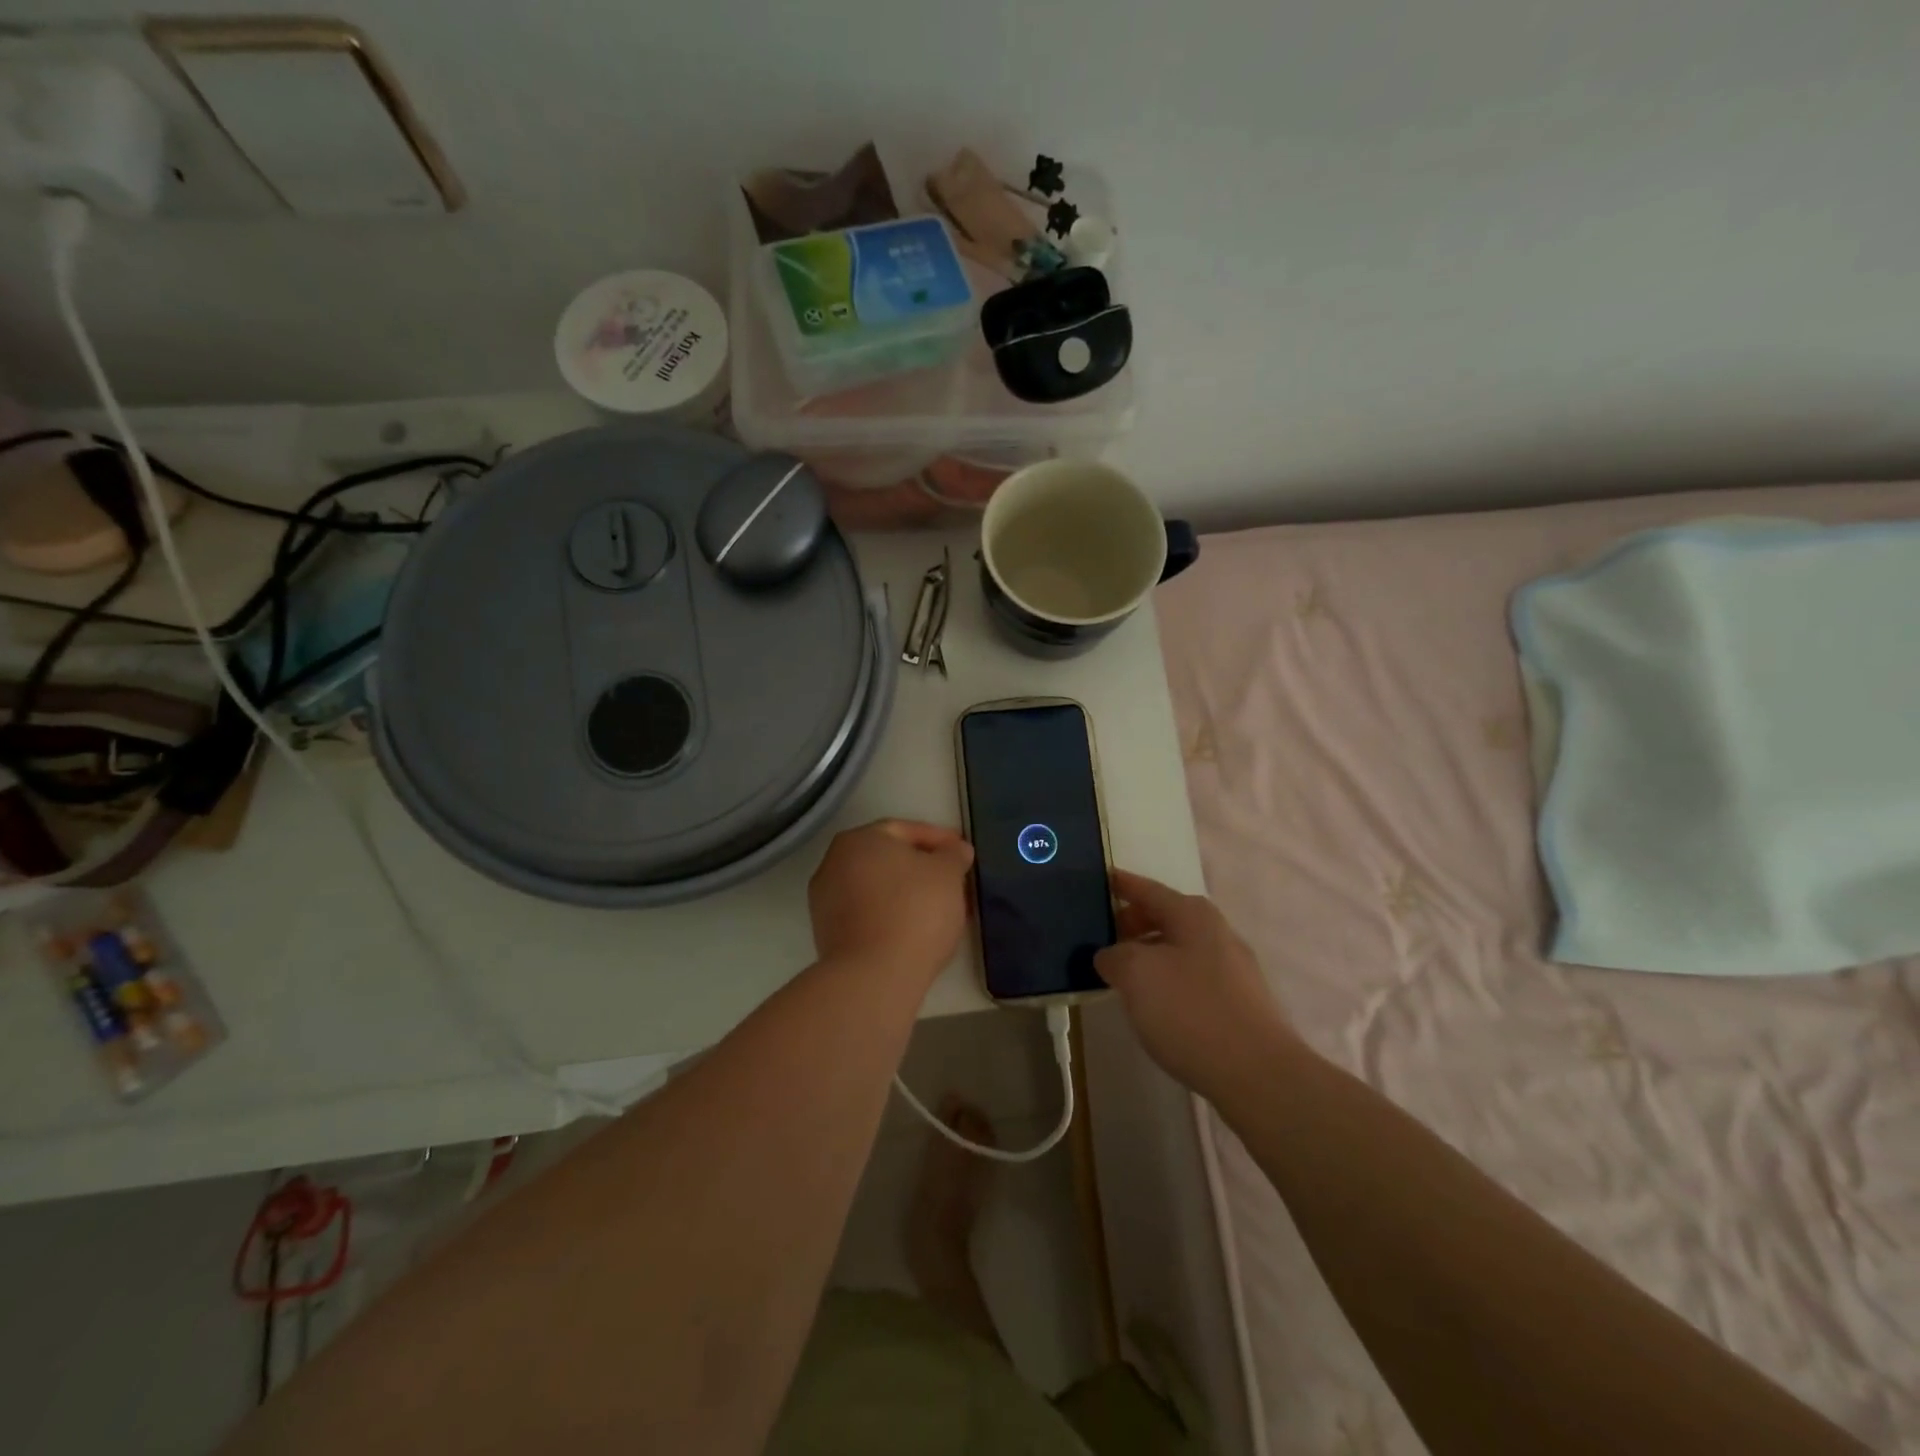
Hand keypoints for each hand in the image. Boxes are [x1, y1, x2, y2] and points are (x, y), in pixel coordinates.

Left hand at [809, 820, 974, 984]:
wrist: (873, 976)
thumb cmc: (914, 911)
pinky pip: (868, 914)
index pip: (905, 830)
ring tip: (940, 909)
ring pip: (878, 888)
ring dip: (908, 893)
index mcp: (860, 839)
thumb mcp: (948, 874)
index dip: (939, 839)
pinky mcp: (828, 934)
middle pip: (888, 859)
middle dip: (923, 868)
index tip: (963, 853)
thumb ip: (953, 855)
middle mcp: (834, 863)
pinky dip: (892, 915)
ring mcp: (826, 901)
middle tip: (954, 880)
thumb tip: (955, 850)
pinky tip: (916, 931)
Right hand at [1095, 870, 1293, 1093]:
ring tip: (1122, 974)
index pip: (1148, 889)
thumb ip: (1114, 956)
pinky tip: (1155, 1005)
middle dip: (1133, 923)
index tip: (1101, 879)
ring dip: (1149, 955)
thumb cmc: (1191, 1011)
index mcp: (1192, 915)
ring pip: (1179, 949)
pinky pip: (1192, 977)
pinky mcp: (1239, 1003)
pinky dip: (1168, 979)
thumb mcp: (1136, 974)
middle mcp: (1216, 932)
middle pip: (1166, 917)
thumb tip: (1111, 956)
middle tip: (1102, 936)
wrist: (1258, 1074)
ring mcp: (1233, 969)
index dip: (1123, 884)